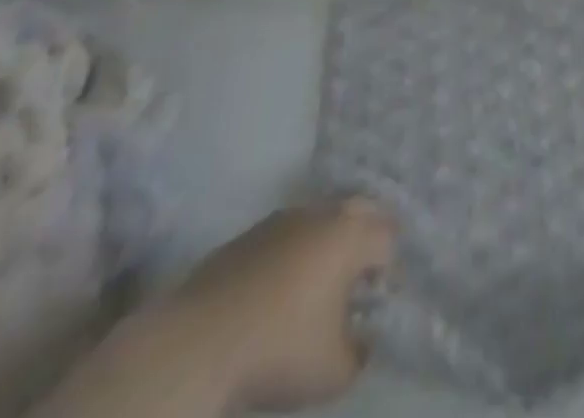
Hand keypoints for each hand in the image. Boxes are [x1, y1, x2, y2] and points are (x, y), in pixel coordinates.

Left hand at [174, 197, 395, 410]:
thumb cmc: (277, 350)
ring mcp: (281, 220)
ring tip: (318, 286)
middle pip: (359, 210)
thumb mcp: (334, 372)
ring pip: (320, 219)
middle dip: (367, 237)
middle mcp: (321, 215)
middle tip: (360, 279)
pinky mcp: (248, 236)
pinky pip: (287, 235)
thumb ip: (360, 352)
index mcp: (350, 236)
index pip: (388, 237)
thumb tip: (361, 337)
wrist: (194, 344)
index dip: (390, 269)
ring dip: (328, 243)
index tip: (377, 302)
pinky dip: (293, 254)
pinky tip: (278, 292)